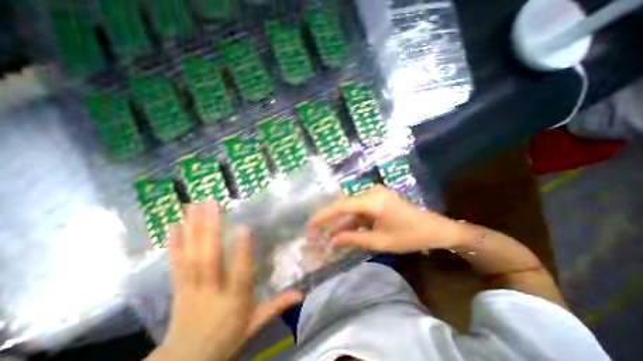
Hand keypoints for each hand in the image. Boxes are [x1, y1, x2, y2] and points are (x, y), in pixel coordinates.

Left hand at [158, 202, 303, 360]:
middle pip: (209, 258)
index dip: (241, 250)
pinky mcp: (178, 287)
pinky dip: (174, 243)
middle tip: (211, 203)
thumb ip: (276, 305)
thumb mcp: (255, 323)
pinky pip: (175, 264)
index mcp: (233, 299)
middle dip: (210, 229)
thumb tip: (301, 293)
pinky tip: (173, 225)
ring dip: (192, 228)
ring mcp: (191, 288)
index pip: (239, 273)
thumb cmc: (227, 337)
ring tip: (193, 205)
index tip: (243, 227)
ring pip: (191, 256)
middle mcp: (211, 290)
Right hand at [307, 186, 464, 253]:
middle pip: (344, 206)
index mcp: (372, 201)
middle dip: (331, 220)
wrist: (434, 228)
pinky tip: (345, 232)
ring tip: (329, 237)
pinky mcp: (378, 198)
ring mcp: (375, 193)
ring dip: (342, 223)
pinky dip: (353, 221)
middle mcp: (371, 192)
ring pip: (352, 208)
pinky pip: (360, 209)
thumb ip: (353, 239)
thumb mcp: (379, 241)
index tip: (310, 225)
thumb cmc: (409, 236)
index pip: (341, 206)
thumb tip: (331, 241)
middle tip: (317, 233)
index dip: (323, 215)